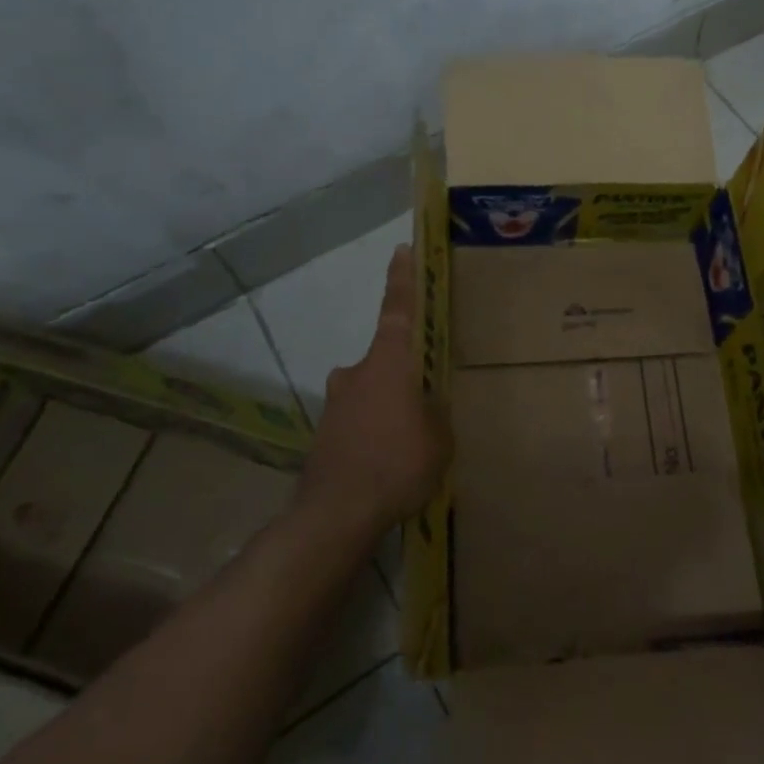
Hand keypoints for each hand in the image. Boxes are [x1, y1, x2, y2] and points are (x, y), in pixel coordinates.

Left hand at [295, 245, 447, 537]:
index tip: (401, 250)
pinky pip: (358, 421)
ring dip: (387, 407)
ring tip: (408, 443)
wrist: (336, 513)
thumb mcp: (438, 437)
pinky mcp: (325, 434)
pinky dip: (372, 431)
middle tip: (424, 401)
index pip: (398, 310)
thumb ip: (434, 412)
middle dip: (403, 373)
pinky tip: (386, 463)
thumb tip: (427, 405)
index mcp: (389, 364)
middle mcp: (356, 374)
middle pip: (384, 359)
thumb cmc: (397, 464)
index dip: (402, 279)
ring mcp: (336, 404)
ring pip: (369, 392)